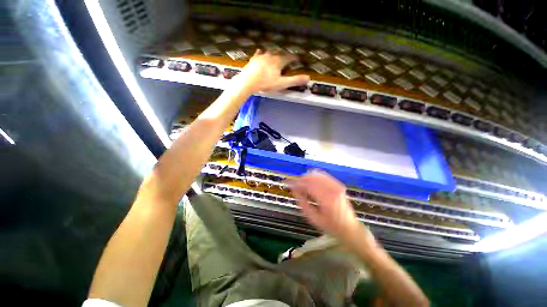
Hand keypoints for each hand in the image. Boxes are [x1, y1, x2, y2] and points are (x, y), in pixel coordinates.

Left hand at [236, 50, 309, 92]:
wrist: (248, 81)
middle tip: (288, 60)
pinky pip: (259, 53)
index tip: (299, 59)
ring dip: (275, 54)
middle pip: (281, 54)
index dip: (295, 58)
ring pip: (271, 53)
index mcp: (279, 61)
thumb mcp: (282, 84)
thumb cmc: (266, 83)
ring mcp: (262, 56)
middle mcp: (271, 56)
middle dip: (285, 56)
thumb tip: (308, 78)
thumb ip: (294, 81)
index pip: (290, 58)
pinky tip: (261, 53)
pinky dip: (262, 53)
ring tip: (277, 56)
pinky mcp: (254, 59)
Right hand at [289, 170, 366, 241]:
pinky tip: (310, 181)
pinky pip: (323, 175)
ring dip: (307, 177)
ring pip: (317, 174)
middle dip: (301, 179)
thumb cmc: (331, 226)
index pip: (308, 186)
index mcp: (327, 199)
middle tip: (295, 185)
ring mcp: (337, 185)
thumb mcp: (313, 219)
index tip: (289, 185)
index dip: (297, 184)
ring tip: (301, 183)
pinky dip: (314, 176)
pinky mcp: (338, 184)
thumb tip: (295, 190)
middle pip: (312, 177)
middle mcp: (333, 189)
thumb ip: (303, 203)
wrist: (349, 228)